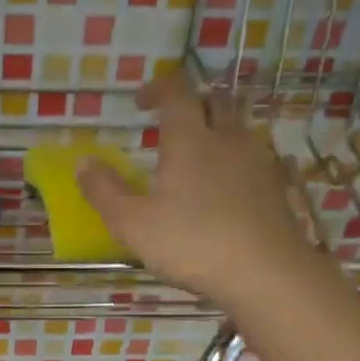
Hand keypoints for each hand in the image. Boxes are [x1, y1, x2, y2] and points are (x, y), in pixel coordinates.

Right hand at [78, 73, 317, 307]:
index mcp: (190, 140)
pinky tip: (229, 183)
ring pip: (239, 126)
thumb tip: (83, 162)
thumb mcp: (133, 224)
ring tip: (200, 153)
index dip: (158, 88)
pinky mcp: (276, 185)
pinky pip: (255, 155)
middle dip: (193, 102)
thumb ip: (104, 191)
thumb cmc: (192, 244)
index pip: (176, 92)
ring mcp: (257, 160)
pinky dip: (237, 157)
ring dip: (218, 127)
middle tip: (173, 122)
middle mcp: (227, 139)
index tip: (141, 101)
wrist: (266, 272)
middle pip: (215, 100)